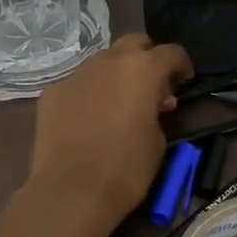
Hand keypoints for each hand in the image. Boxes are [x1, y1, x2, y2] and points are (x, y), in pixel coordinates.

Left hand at [28, 34, 193, 236]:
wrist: (71, 192)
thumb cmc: (126, 169)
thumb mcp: (158, 140)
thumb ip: (158, 111)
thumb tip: (153, 104)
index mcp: (143, 69)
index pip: (172, 52)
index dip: (182, 66)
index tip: (184, 82)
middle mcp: (109, 61)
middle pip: (134, 43)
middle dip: (147, 58)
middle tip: (152, 86)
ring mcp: (77, 74)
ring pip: (104, 61)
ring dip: (117, 74)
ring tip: (119, 103)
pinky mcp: (53, 92)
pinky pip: (79, 84)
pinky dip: (90, 93)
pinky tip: (89, 119)